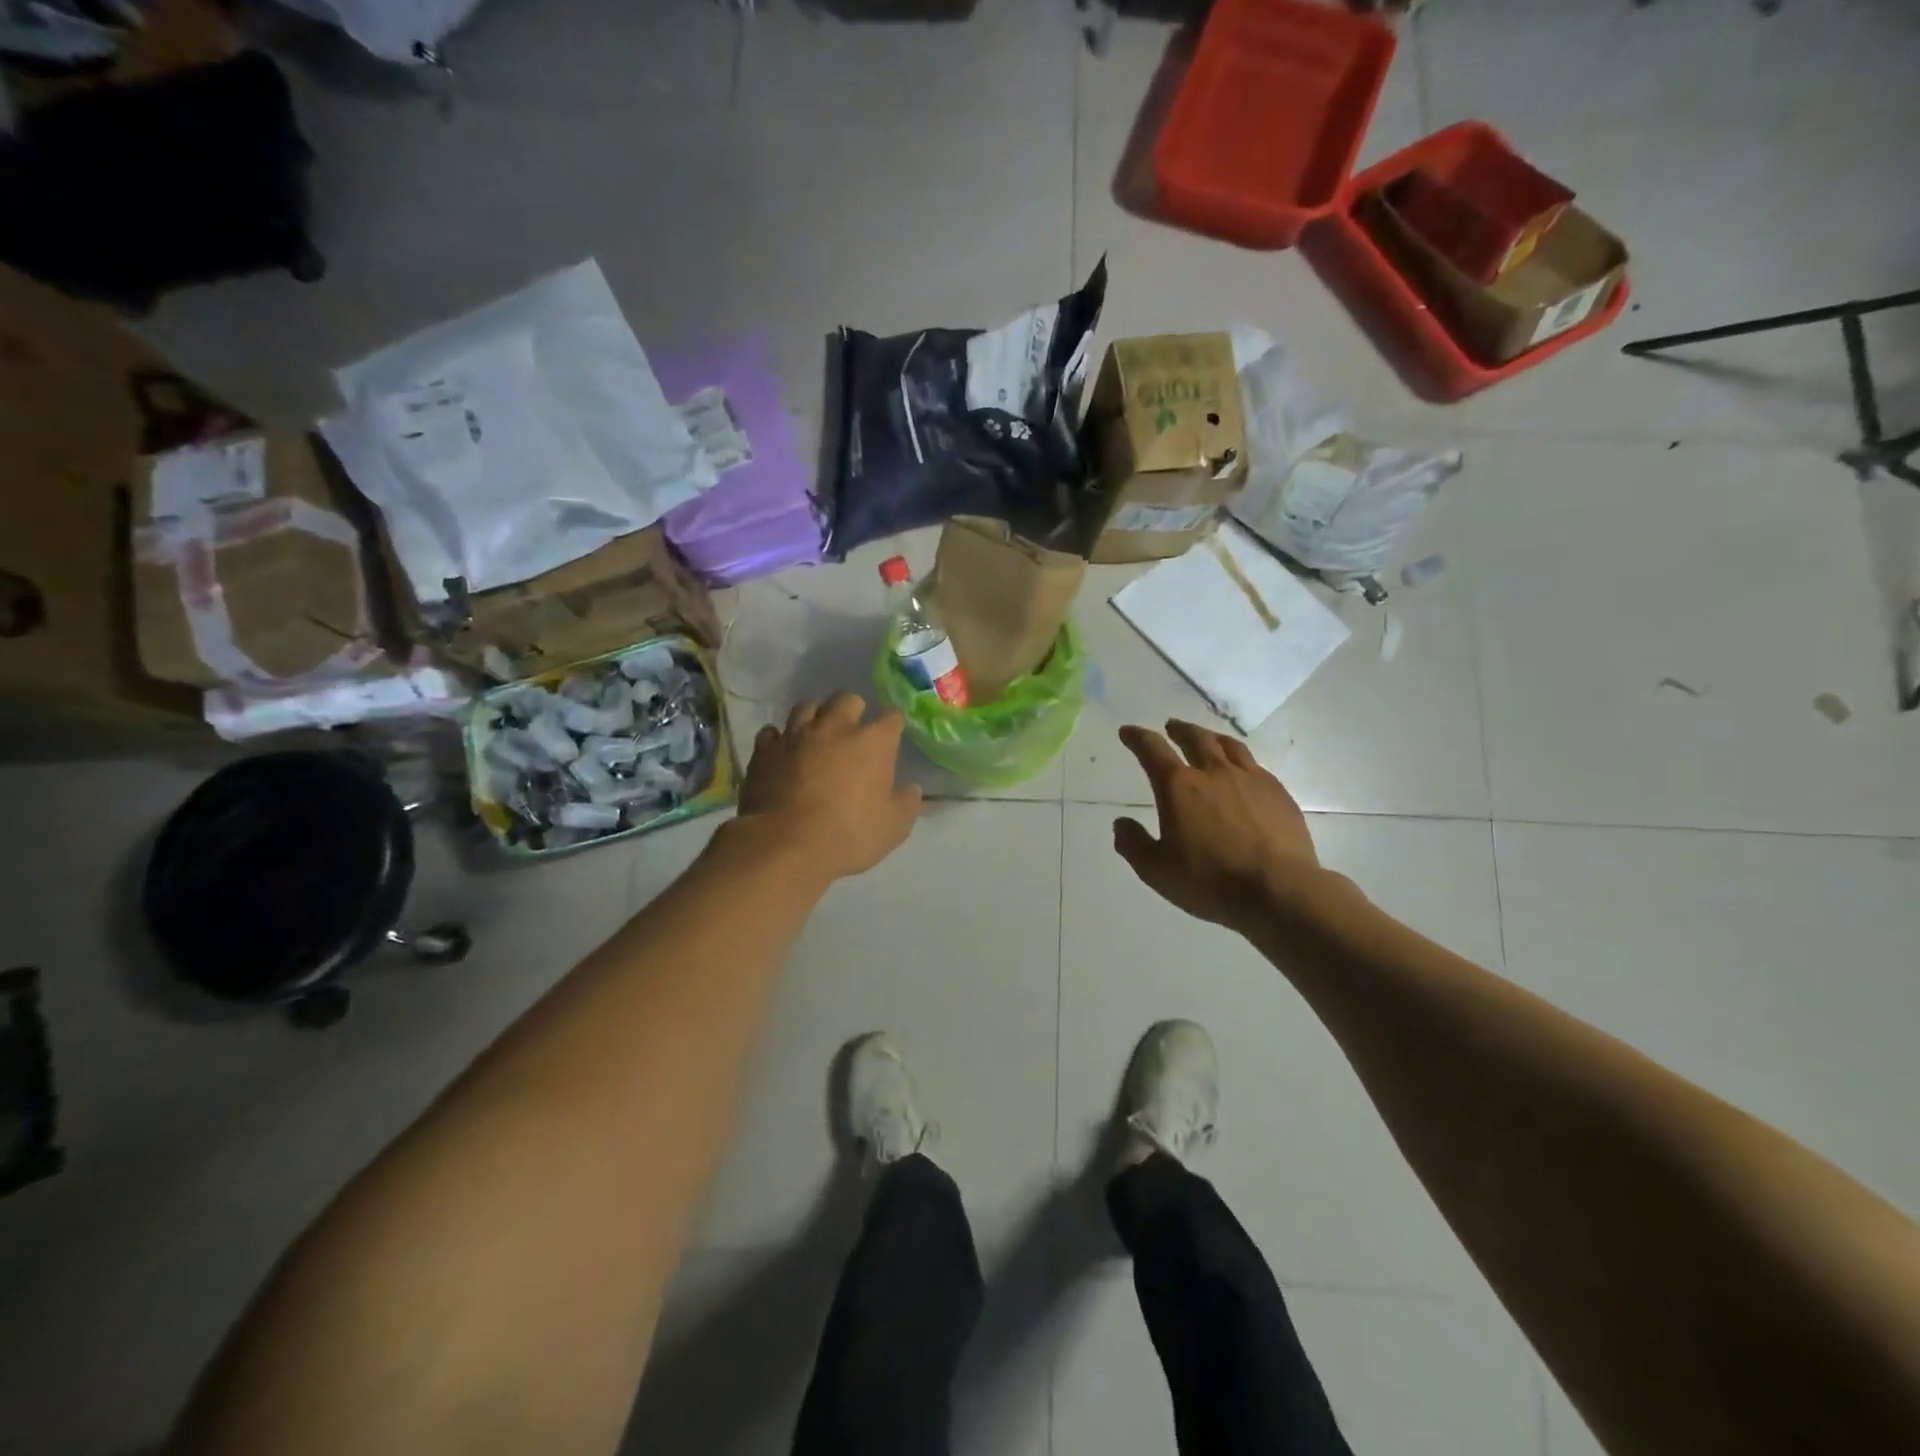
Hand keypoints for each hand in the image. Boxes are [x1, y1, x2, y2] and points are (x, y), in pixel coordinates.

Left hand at [736, 694, 921, 882]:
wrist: (785, 844)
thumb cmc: (849, 835)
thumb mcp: (893, 828)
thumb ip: (906, 804)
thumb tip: (912, 790)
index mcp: (873, 741)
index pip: (891, 716)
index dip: (893, 725)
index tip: (892, 737)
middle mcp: (835, 727)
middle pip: (847, 699)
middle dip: (853, 710)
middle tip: (853, 732)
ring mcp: (796, 735)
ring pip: (807, 707)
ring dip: (815, 717)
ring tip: (817, 735)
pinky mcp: (765, 750)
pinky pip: (772, 732)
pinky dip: (780, 739)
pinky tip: (783, 752)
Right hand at [1113, 721, 1325, 935]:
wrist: (1279, 890)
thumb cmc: (1210, 881)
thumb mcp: (1157, 870)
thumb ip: (1134, 844)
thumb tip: (1121, 824)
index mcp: (1179, 786)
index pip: (1152, 750)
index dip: (1137, 737)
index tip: (1128, 732)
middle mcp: (1213, 772)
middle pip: (1195, 738)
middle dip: (1179, 730)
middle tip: (1171, 727)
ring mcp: (1250, 779)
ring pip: (1228, 746)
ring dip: (1211, 737)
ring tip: (1207, 738)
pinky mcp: (1278, 793)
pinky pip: (1255, 765)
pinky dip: (1240, 761)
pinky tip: (1242, 772)